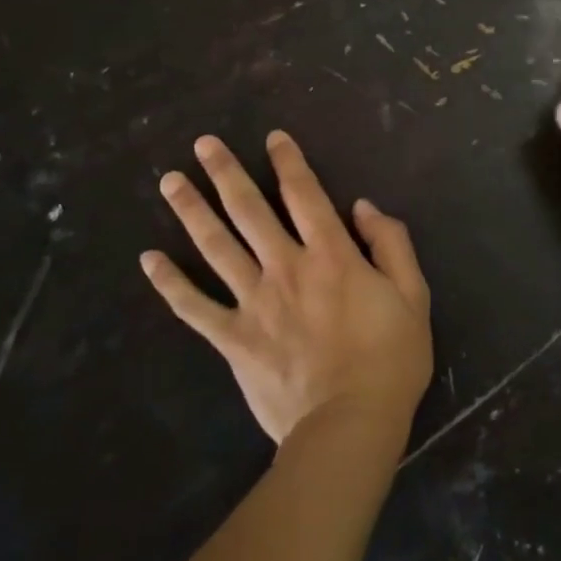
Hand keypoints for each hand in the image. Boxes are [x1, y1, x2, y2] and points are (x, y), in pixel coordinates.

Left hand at [143, 130, 433, 447]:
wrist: (351, 424)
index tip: (272, 137)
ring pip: (216, 247)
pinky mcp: (233, 338)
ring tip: (169, 182)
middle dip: (226, 172)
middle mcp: (286, 267)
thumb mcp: (413, 295)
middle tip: (203, 143)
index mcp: (331, 254)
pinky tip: (148, 259)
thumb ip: (391, 244)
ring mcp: (254, 302)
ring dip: (191, 211)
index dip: (288, 161)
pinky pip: (194, 307)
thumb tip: (362, 206)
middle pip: (249, 210)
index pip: (305, 194)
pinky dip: (169, 283)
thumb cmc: (390, 358)